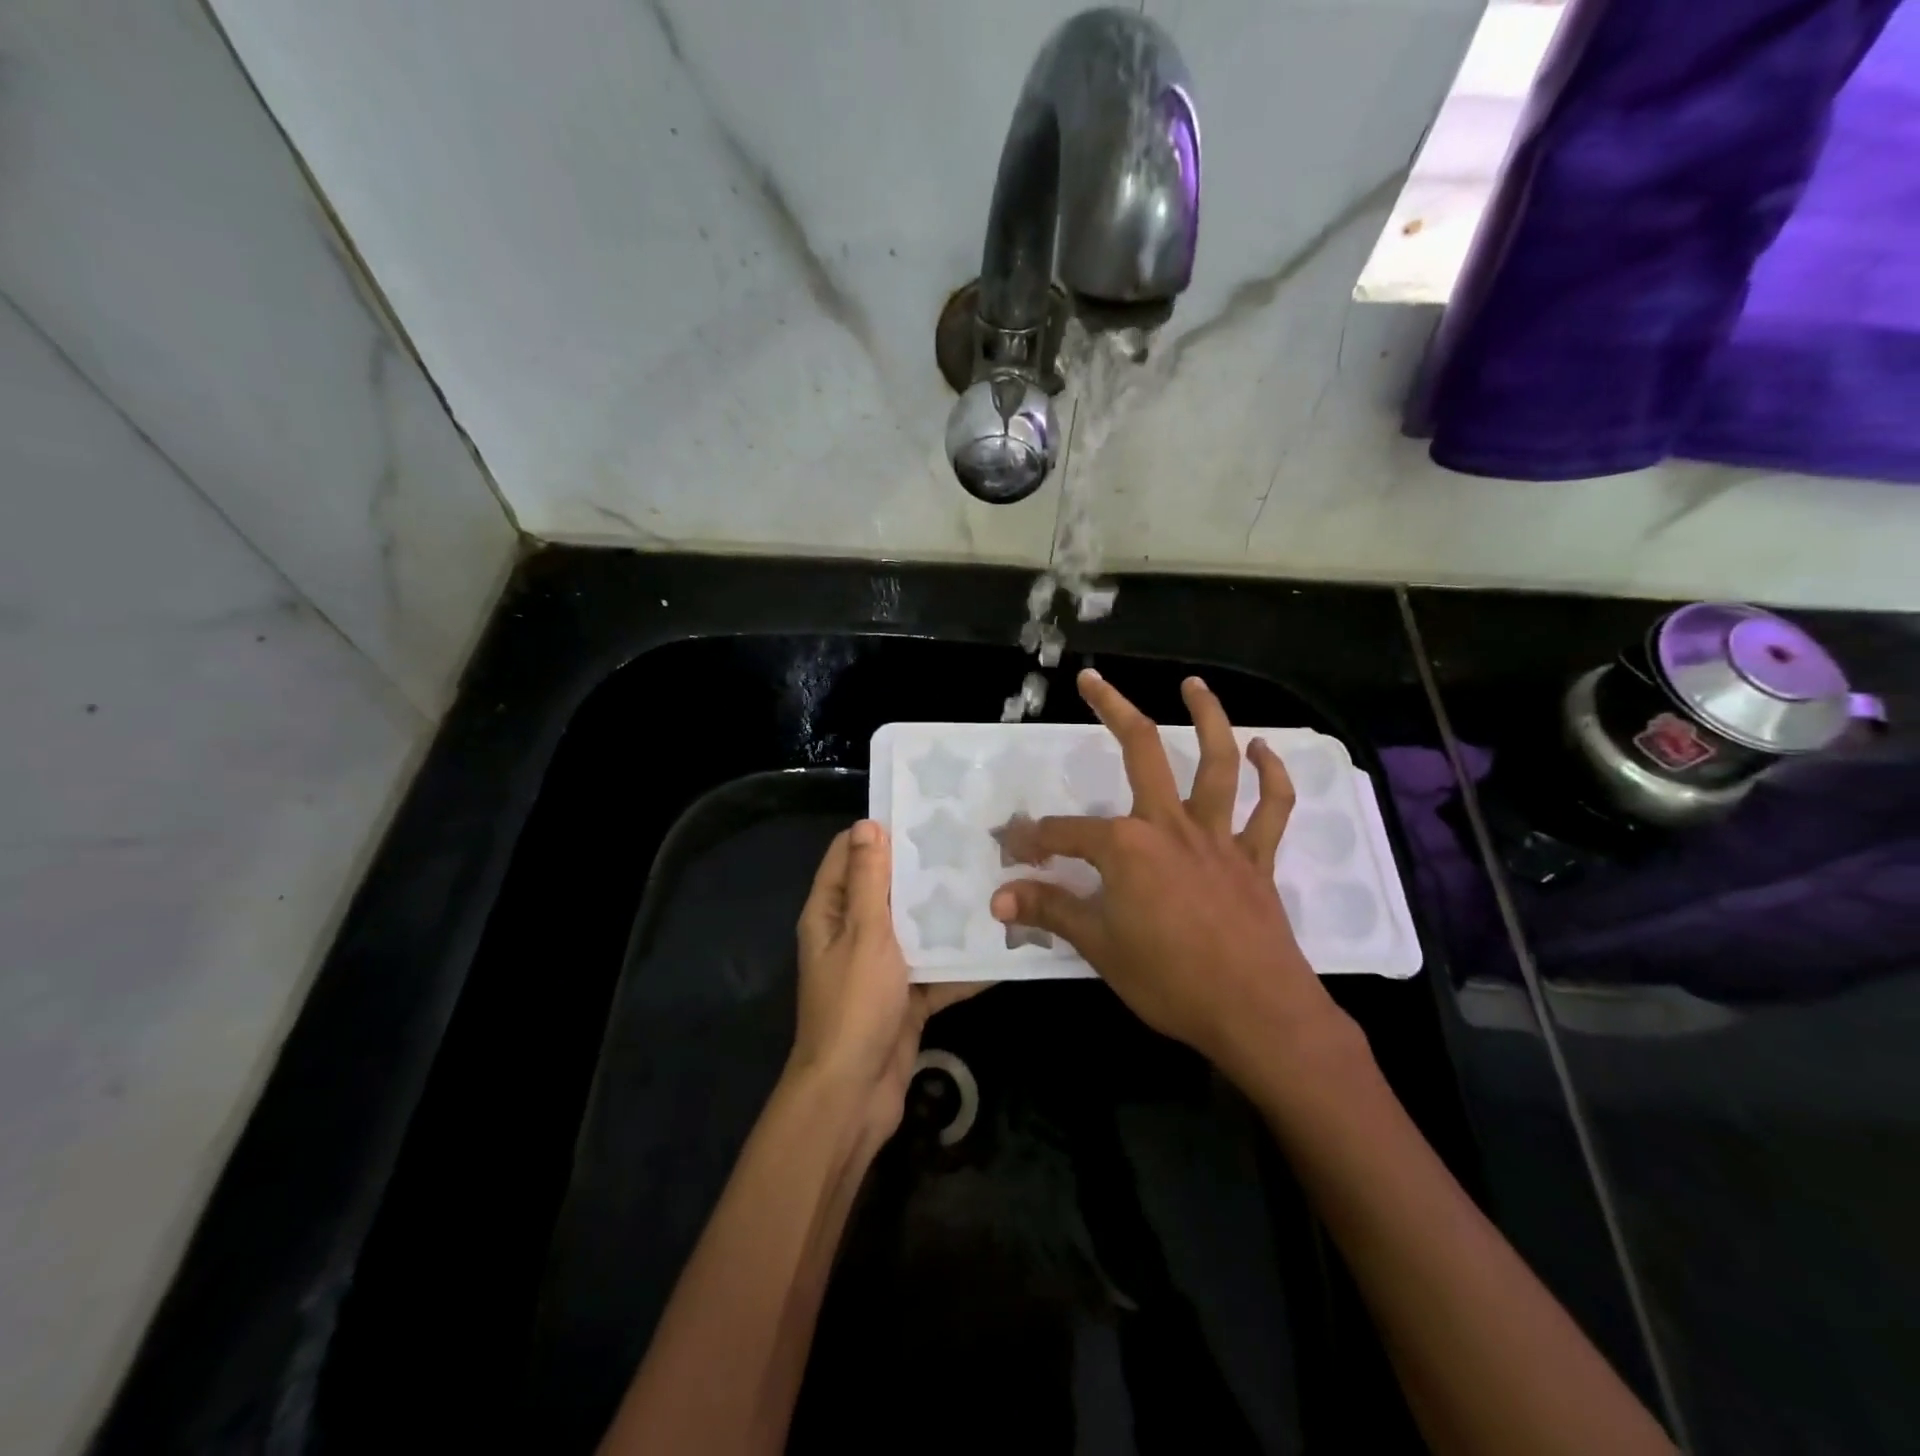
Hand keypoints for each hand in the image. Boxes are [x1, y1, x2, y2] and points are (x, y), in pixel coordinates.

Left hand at [791, 820, 982, 1147]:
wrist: (853, 1094)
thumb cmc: (853, 1004)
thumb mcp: (863, 933)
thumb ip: (869, 881)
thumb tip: (868, 824)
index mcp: (831, 913)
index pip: (848, 856)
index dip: (878, 832)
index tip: (921, 813)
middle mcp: (852, 935)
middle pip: (888, 890)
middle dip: (923, 871)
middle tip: (971, 844)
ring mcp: (880, 968)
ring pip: (916, 930)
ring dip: (947, 916)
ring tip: (993, 883)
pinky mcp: (906, 997)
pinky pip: (936, 971)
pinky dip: (961, 964)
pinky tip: (1001, 945)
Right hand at [991, 670, 1352, 1075]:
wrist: (1256, 1013)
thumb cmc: (1170, 980)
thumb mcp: (1099, 947)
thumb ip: (1050, 912)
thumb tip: (999, 899)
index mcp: (1126, 847)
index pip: (1064, 834)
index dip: (1032, 840)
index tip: (1011, 849)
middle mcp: (1170, 825)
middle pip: (1140, 751)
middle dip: (1112, 710)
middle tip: (1092, 679)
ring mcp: (1218, 836)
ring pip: (1216, 763)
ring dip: (1207, 718)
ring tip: (1194, 685)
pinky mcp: (1255, 857)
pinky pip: (1271, 809)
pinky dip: (1273, 776)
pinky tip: (1264, 749)